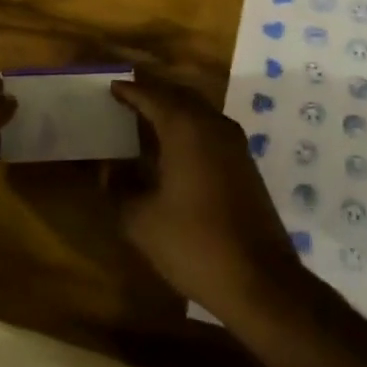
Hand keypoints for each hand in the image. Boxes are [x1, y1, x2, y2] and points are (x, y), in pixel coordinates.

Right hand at [109, 74, 300, 315]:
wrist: (259, 280)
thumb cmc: (193, 243)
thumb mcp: (141, 220)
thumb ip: (118, 188)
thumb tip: (107, 170)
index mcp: (185, 127)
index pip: (151, 95)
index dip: (128, 90)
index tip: (109, 87)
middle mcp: (212, 124)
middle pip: (178, 95)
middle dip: (152, 93)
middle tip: (126, 97)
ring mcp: (234, 143)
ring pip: (198, 110)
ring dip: (173, 109)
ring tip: (145, 119)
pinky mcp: (244, 163)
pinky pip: (210, 128)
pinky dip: (189, 127)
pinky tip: (172, 148)